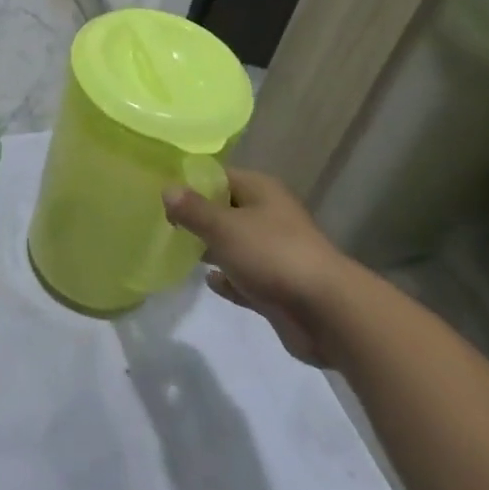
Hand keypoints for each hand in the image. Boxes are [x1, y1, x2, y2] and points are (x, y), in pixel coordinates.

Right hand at [163, 169, 359, 366]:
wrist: (327, 313)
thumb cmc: (272, 255)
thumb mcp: (224, 227)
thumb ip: (193, 210)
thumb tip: (166, 189)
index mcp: (260, 191)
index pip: (219, 176)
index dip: (191, 182)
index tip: (161, 192)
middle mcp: (269, 217)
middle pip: (226, 210)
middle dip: (198, 217)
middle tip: (162, 223)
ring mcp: (274, 253)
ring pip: (235, 245)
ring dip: (211, 248)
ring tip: (176, 249)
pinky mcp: (277, 287)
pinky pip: (244, 277)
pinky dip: (227, 279)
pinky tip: (207, 281)